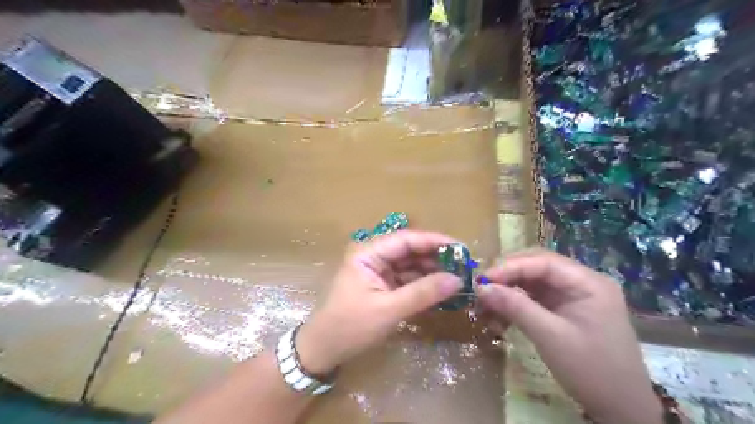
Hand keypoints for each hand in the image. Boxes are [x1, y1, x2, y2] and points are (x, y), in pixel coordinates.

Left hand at [293, 231, 459, 373]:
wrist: (323, 350)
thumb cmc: (350, 327)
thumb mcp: (388, 310)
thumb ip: (423, 293)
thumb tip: (457, 280)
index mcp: (369, 253)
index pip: (406, 239)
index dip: (434, 241)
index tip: (461, 249)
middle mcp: (374, 256)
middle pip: (410, 250)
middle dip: (436, 257)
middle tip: (464, 266)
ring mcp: (378, 271)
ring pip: (411, 264)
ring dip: (432, 271)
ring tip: (458, 278)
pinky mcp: (382, 285)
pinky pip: (407, 279)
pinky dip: (424, 284)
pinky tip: (442, 290)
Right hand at [477, 250, 662, 423]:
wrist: (622, 410)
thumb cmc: (592, 370)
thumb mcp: (550, 337)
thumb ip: (515, 307)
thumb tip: (481, 287)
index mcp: (588, 282)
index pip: (543, 262)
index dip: (510, 266)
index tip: (483, 279)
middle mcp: (581, 282)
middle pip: (536, 267)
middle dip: (507, 277)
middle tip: (482, 289)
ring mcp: (572, 296)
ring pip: (532, 282)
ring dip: (508, 292)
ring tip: (486, 306)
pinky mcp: (564, 310)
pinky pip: (534, 298)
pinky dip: (516, 305)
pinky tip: (500, 318)